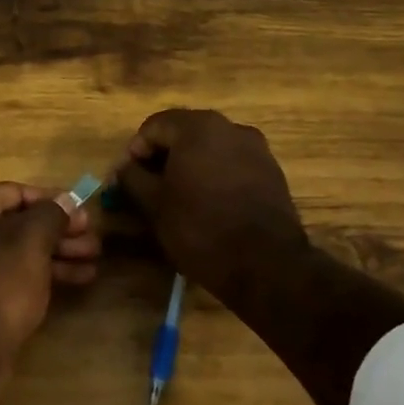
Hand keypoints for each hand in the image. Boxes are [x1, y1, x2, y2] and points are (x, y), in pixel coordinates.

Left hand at [0, 182, 99, 363]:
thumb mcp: (31, 240)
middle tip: (95, 243)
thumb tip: (68, 199)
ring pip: (16, 254)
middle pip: (16, 224)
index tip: (84, 214)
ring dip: (56, 255)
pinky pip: (9, 279)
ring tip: (94, 263)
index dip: (53, 200)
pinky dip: (40, 277)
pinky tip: (75, 282)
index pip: (14, 192)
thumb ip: (52, 214)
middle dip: (59, 232)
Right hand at [115, 109, 403, 404]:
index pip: (156, 125)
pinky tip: (210, 220)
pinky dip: (215, 186)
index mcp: (203, 132)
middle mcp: (236, 132)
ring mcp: (261, 155)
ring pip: (212, 154)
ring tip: (177, 213)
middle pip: (186, 135)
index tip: (126, 184)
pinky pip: (234, 171)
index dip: (136, 152)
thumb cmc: (207, 240)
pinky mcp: (277, 182)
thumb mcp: (159, 212)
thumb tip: (126, 173)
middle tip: (147, 197)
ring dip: (190, 174)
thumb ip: (136, 183)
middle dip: (163, 161)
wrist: (278, 278)